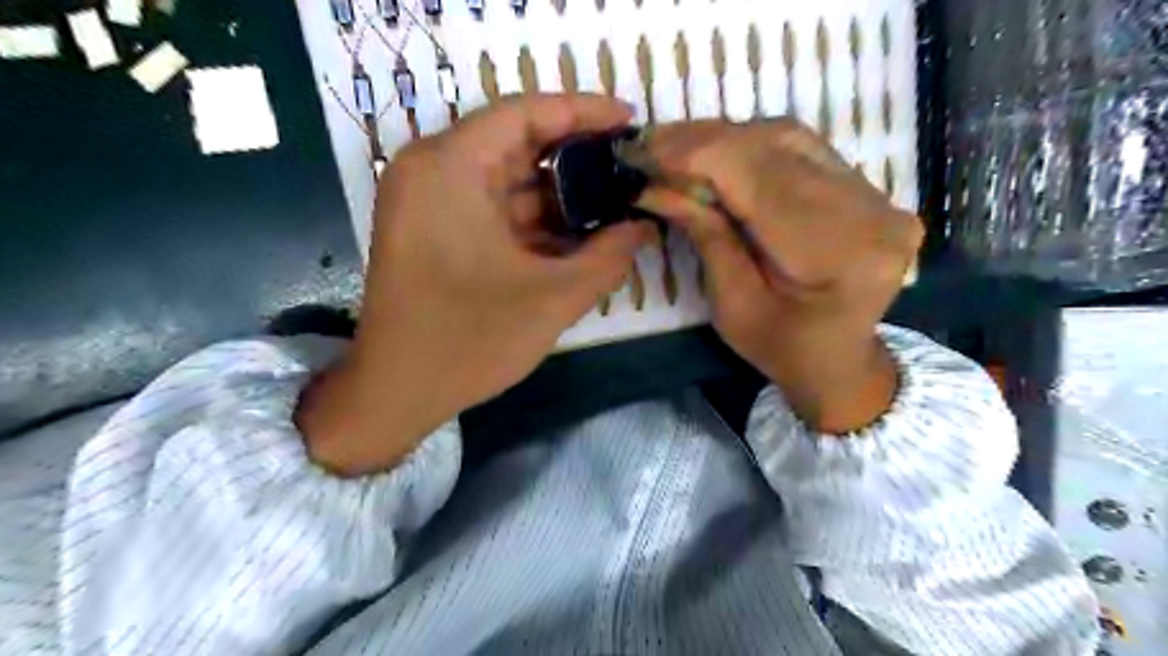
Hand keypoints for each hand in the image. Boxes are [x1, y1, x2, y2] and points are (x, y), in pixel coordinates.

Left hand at [297, 95, 652, 473]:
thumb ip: (608, 257)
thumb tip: (644, 227)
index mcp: (449, 167)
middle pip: (516, 143)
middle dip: (577, 157)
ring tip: (614, 202)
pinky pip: (494, 208)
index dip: (583, 111)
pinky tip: (578, 233)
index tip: (630, 121)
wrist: (397, 393)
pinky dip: (535, 218)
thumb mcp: (552, 298)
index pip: (524, 112)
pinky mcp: (435, 230)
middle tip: (628, 168)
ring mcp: (430, 201)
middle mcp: (433, 170)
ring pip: (507, 179)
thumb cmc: (468, 341)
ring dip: (559, 193)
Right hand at [637, 117, 922, 435]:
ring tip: (676, 148)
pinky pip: (802, 149)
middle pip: (777, 147)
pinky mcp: (868, 187)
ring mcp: (878, 194)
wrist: (839, 360)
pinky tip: (717, 156)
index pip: (760, 178)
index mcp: (840, 254)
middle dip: (704, 142)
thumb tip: (655, 185)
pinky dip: (751, 146)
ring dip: (725, 138)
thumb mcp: (732, 305)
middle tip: (650, 145)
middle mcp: (872, 211)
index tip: (642, 152)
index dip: (697, 155)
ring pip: (789, 137)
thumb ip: (705, 236)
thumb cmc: (782, 348)